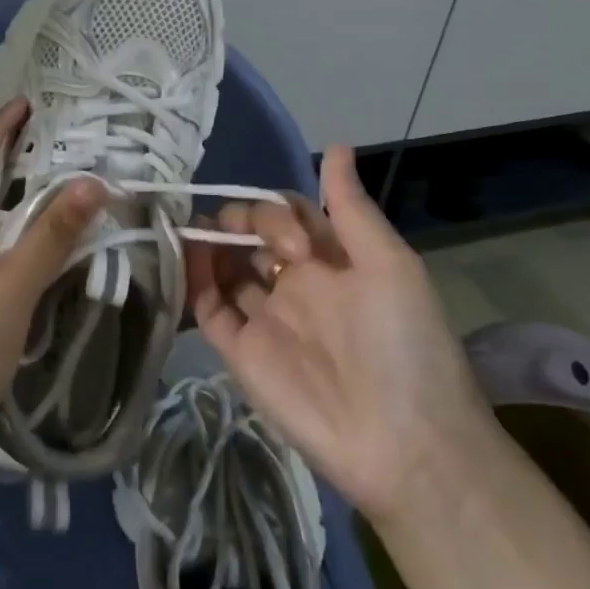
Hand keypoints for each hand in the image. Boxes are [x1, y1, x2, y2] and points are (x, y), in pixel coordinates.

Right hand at [188, 146, 492, 524]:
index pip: (286, 214)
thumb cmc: (404, 344)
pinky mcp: (239, 352)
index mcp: (330, 261)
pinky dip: (193, 282)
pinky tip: (184, 259)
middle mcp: (293, 284)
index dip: (275, 211)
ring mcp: (264, 317)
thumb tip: (336, 145)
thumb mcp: (390, 265)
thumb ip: (350, 209)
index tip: (290, 241)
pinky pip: (208, 309)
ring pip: (224, 268)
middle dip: (237, 221)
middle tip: (243, 238)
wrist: (404, 443)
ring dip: (207, 244)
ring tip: (191, 230)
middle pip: (249, 236)